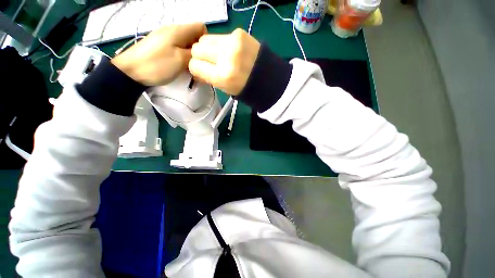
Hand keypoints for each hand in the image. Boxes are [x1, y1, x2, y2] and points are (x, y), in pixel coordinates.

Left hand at [111, 23, 206, 85]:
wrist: (131, 71)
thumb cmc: (158, 65)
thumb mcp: (181, 60)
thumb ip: (194, 54)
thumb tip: (202, 51)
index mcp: (178, 30)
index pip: (201, 27)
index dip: (205, 41)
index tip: (204, 55)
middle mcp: (173, 30)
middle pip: (193, 35)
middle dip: (198, 49)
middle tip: (197, 64)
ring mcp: (166, 37)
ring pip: (186, 43)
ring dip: (191, 54)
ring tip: (189, 67)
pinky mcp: (161, 45)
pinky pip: (178, 47)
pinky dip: (183, 56)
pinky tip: (180, 65)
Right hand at [189, 28, 260, 95]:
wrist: (269, 78)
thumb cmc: (246, 89)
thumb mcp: (226, 89)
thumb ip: (208, 78)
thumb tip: (194, 68)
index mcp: (223, 76)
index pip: (194, 65)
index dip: (196, 68)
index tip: (202, 70)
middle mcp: (226, 57)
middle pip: (197, 49)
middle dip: (200, 56)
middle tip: (210, 62)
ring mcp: (233, 42)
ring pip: (206, 39)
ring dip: (209, 48)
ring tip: (220, 56)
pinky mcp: (239, 33)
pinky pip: (219, 36)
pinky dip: (221, 44)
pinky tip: (230, 51)